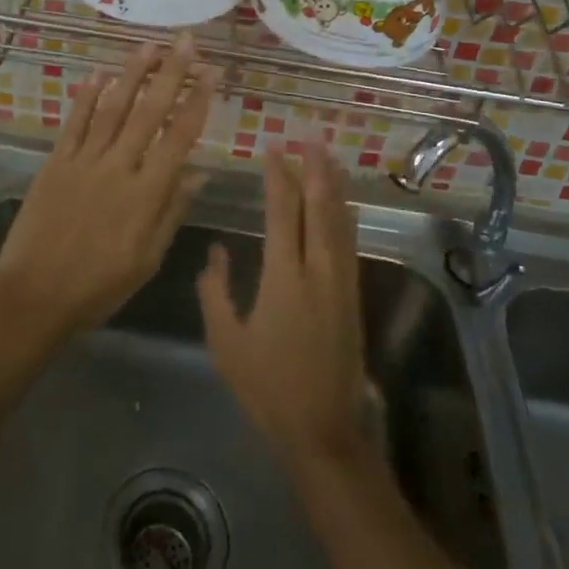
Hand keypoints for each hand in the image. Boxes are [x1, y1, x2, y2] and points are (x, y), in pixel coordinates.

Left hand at [0, 39, 218, 346]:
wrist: (34, 297)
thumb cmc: (98, 286)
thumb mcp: (148, 259)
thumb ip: (172, 211)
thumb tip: (198, 172)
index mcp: (146, 194)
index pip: (179, 137)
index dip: (197, 102)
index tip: (211, 73)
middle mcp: (117, 168)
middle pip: (148, 112)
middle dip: (170, 73)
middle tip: (185, 41)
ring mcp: (83, 161)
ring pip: (112, 108)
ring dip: (131, 74)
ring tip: (148, 46)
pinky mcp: (55, 163)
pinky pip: (74, 123)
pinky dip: (86, 97)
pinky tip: (98, 74)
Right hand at [198, 145, 368, 468]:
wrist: (323, 429)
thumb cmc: (267, 387)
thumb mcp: (226, 342)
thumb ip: (216, 291)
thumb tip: (216, 252)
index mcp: (283, 277)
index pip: (281, 213)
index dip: (278, 179)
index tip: (273, 151)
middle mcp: (317, 271)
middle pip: (319, 208)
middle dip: (315, 171)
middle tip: (311, 139)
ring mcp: (341, 283)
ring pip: (340, 223)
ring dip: (334, 188)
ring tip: (330, 160)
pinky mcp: (353, 298)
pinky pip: (350, 244)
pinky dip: (347, 217)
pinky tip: (347, 207)